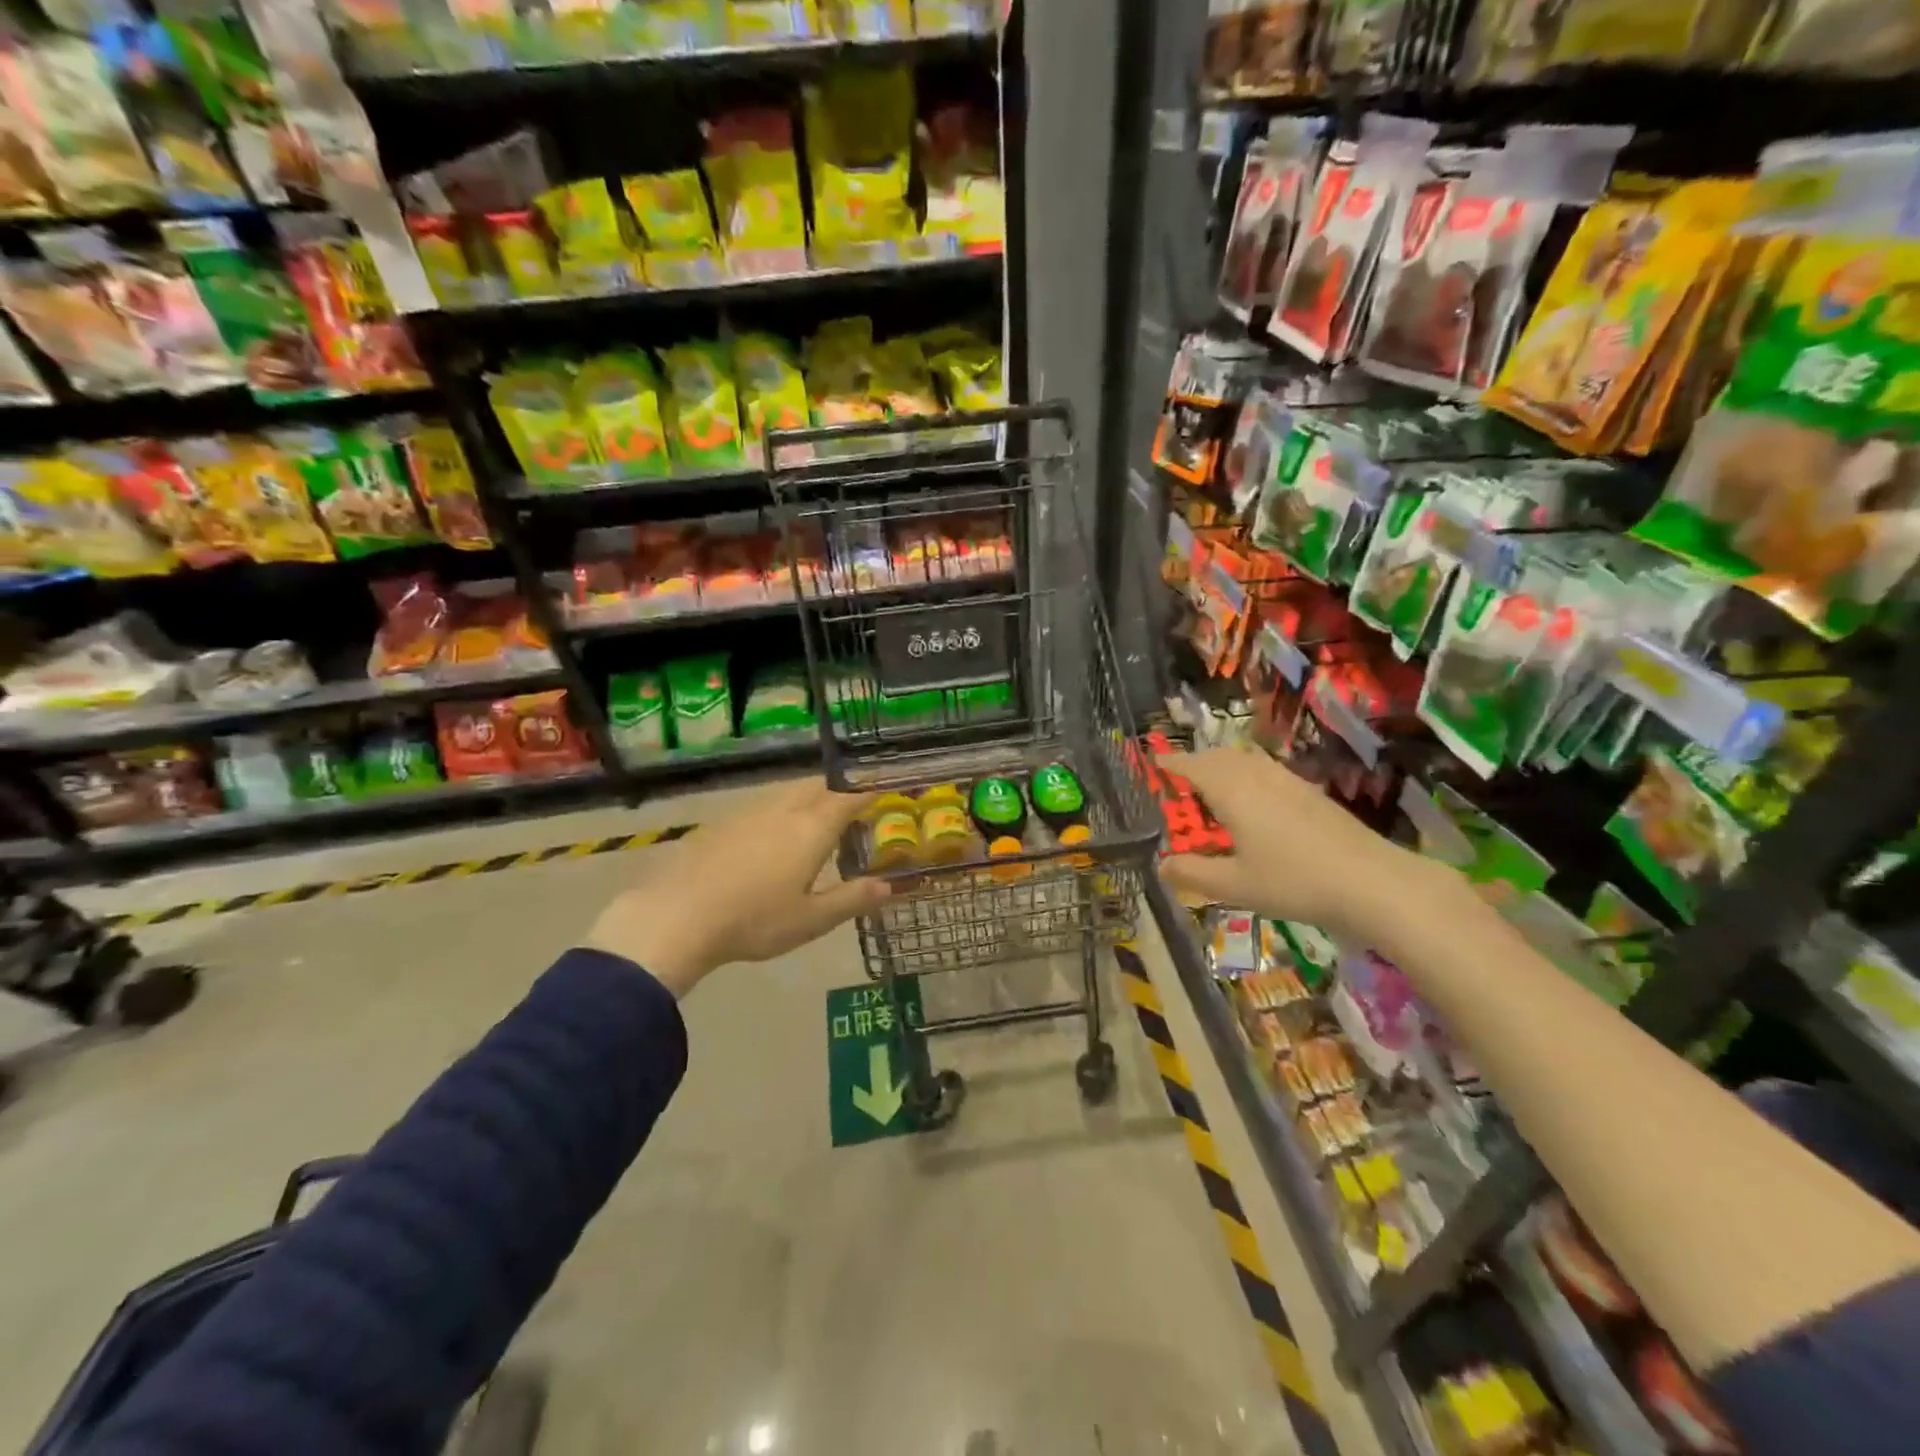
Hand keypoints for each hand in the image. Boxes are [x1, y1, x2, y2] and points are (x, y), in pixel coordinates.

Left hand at [586, 779, 889, 996]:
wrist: (678, 916)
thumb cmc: (755, 920)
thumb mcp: (811, 920)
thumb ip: (852, 899)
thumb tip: (889, 887)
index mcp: (812, 829)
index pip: (850, 797)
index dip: (871, 789)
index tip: (887, 785)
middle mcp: (784, 810)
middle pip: (819, 786)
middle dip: (840, 789)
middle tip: (855, 803)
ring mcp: (749, 813)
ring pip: (788, 792)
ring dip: (810, 796)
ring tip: (817, 816)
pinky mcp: (723, 823)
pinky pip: (763, 805)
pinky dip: (781, 809)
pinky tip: (772, 834)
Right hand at [1156, 746, 1460, 946]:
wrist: (1372, 882)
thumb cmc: (1294, 882)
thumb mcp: (1235, 885)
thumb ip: (1194, 873)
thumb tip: (1161, 864)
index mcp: (1232, 792)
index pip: (1193, 767)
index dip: (1171, 763)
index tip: (1154, 762)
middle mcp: (1258, 777)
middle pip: (1220, 757)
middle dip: (1195, 762)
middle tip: (1179, 778)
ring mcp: (1288, 782)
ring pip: (1246, 761)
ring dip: (1223, 765)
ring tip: (1212, 786)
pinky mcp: (1310, 793)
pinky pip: (1266, 770)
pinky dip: (1247, 774)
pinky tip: (1254, 800)